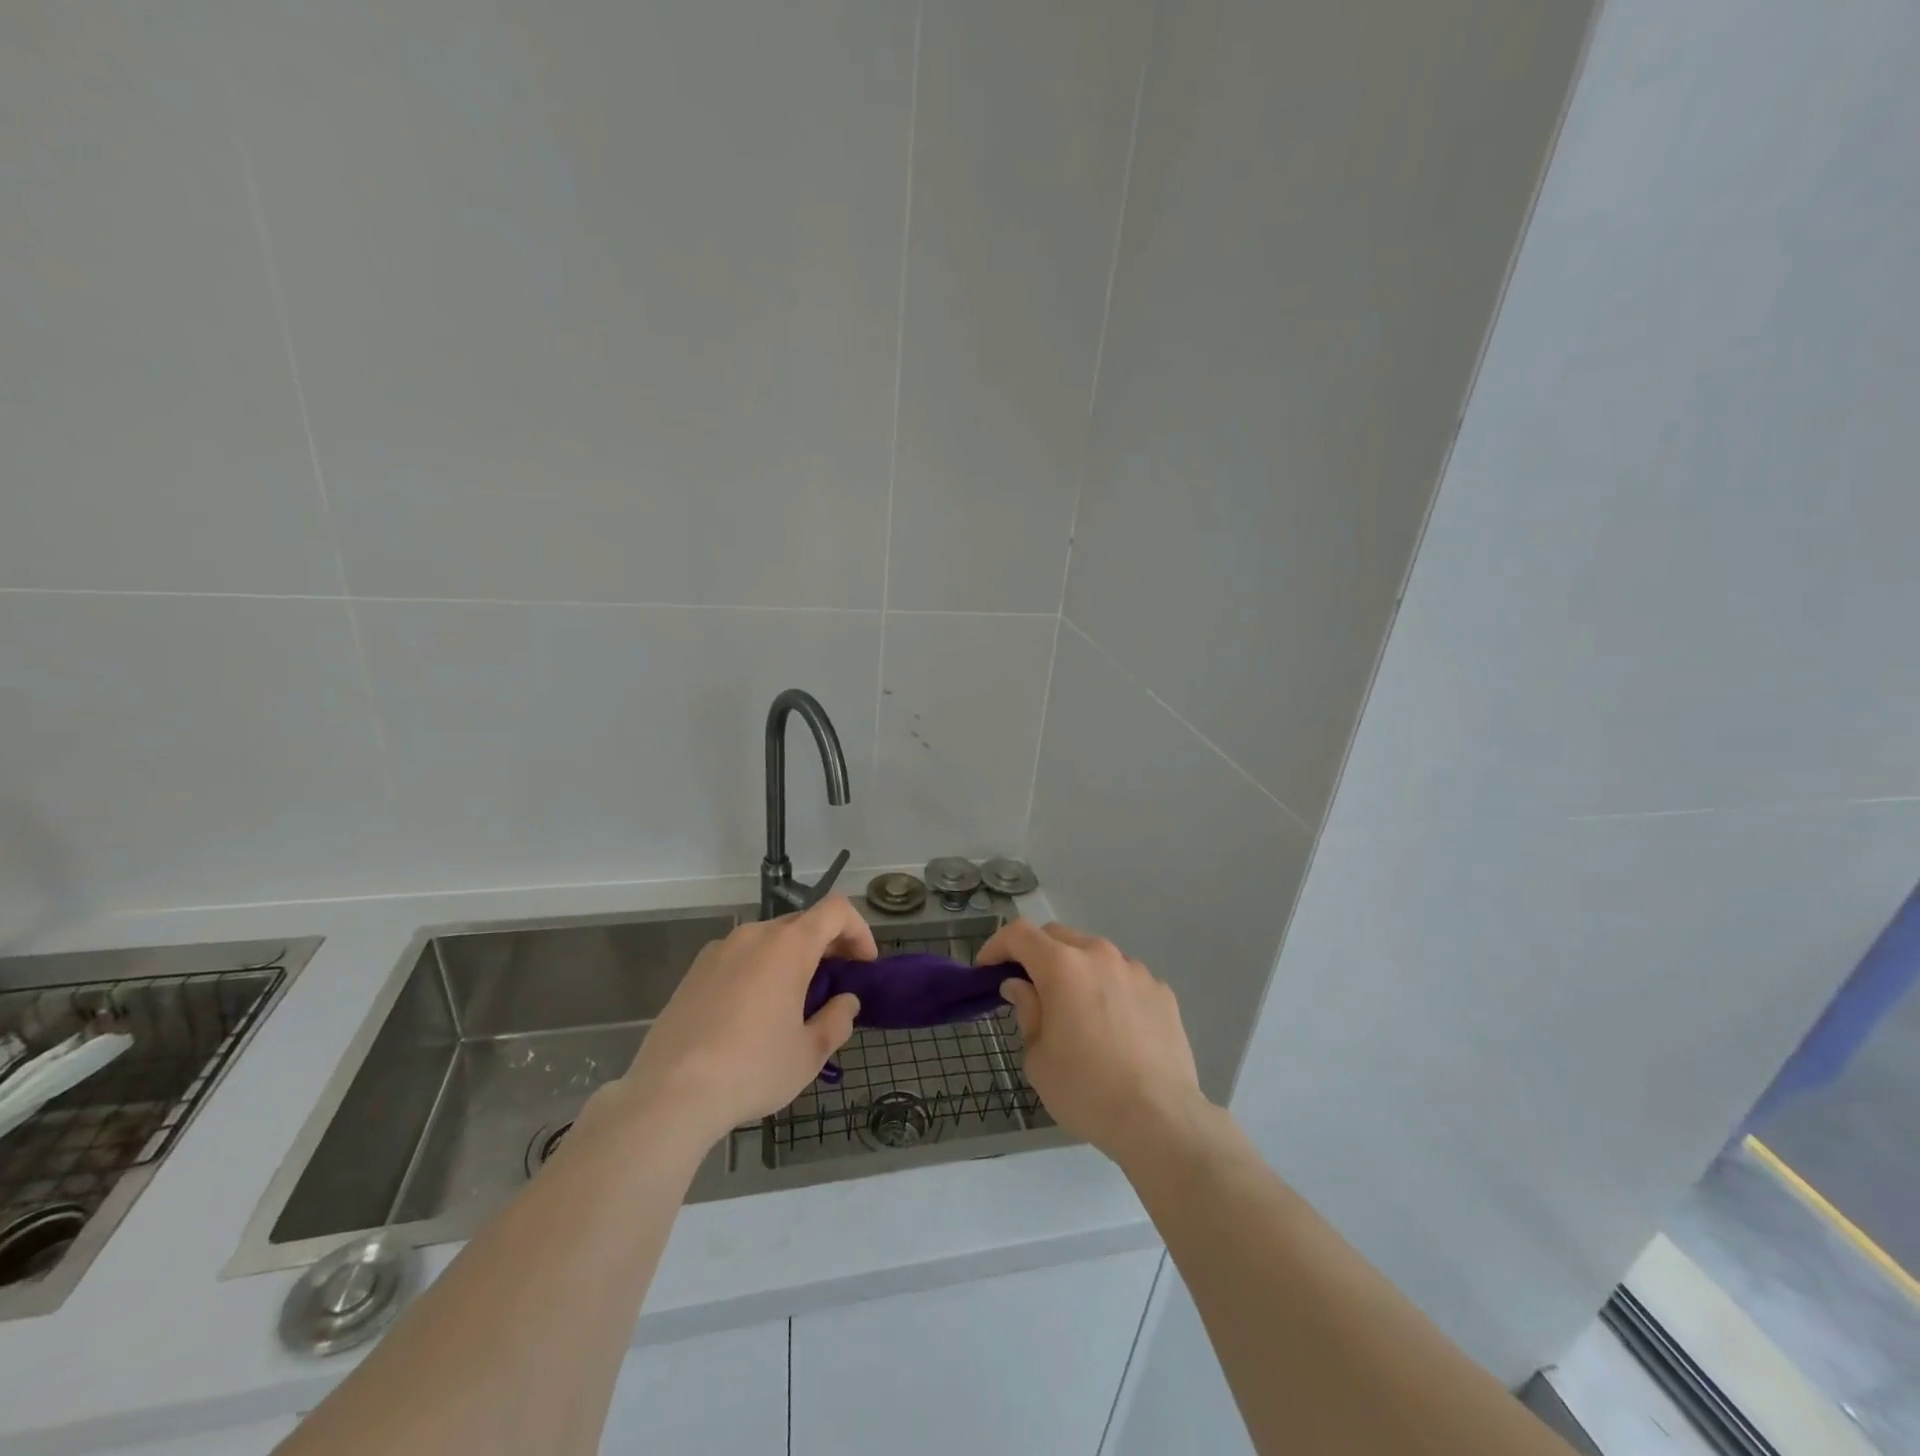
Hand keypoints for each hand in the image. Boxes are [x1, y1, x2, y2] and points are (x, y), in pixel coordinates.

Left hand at [609, 895, 874, 1147]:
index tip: (864, 965)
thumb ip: (837, 1020)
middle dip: (827, 947)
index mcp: (788, 946)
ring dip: (791, 959)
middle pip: (802, 923)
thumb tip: (845, 1002)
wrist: (669, 1094)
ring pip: (768, 941)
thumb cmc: (752, 1068)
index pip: (836, 910)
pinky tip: (752, 1014)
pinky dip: (759, 970)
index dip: (859, 930)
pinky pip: (739, 958)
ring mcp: (719, 950)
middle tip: (835, 986)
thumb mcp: (809, 1053)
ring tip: (794, 1003)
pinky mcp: (693, 972)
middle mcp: (754, 935)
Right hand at [979, 919, 1208, 1166]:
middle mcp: (1100, 955)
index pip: (1019, 934)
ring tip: (1075, 1008)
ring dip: (1076, 970)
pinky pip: (1125, 977)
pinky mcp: (1162, 991)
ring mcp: (1136, 970)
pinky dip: (1109, 988)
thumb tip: (1021, 986)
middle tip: (1028, 987)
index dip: (997, 945)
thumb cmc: (1086, 1090)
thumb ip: (1027, 1011)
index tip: (987, 970)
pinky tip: (1113, 1025)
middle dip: (1036, 954)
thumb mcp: (1038, 1057)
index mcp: (1063, 966)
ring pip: (1095, 954)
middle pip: (1058, 936)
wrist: (1160, 1119)